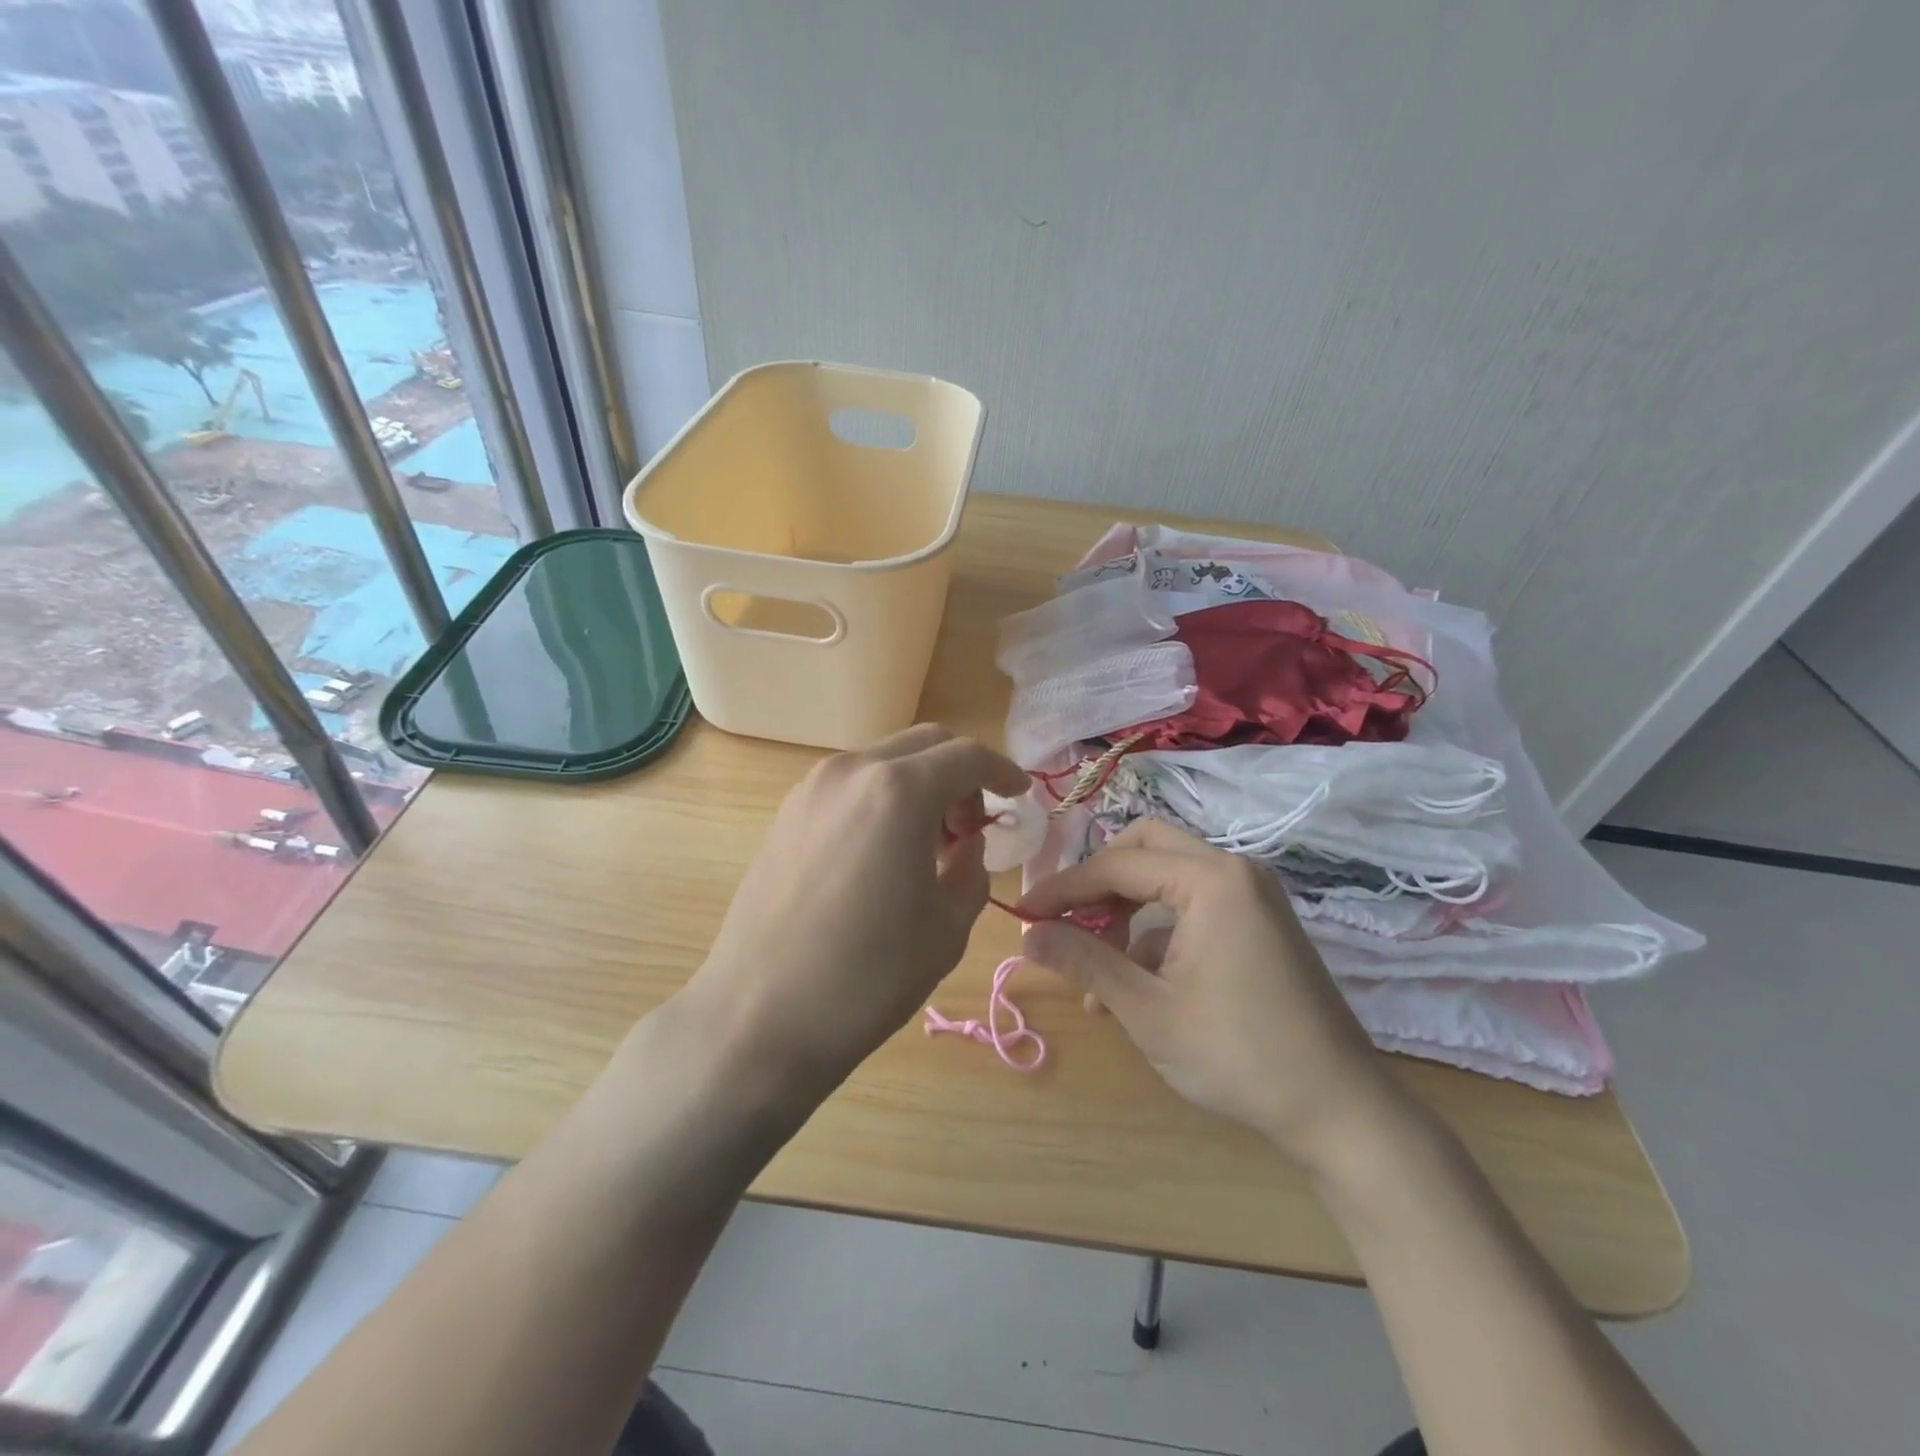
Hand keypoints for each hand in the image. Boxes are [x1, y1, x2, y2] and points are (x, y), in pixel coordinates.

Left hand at [674, 724, 1028, 1101]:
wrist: (759, 1017)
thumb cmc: (868, 976)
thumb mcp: (947, 927)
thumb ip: (971, 870)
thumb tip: (966, 845)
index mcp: (899, 791)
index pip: (967, 756)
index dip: (1002, 771)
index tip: (1019, 794)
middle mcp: (852, 771)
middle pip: (925, 745)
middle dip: (960, 775)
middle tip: (970, 829)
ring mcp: (811, 789)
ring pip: (884, 761)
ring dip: (919, 785)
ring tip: (926, 845)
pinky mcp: (786, 814)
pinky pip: (850, 785)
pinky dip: (881, 799)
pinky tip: (882, 852)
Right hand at [1016, 820, 1403, 1172]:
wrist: (1339, 1111)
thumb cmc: (1237, 1055)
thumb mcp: (1147, 1010)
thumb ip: (1084, 961)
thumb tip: (1028, 934)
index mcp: (1210, 880)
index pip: (1118, 865)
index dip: (1064, 887)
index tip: (1025, 913)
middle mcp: (1234, 871)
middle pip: (1145, 849)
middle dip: (1098, 883)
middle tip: (1064, 920)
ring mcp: (1252, 895)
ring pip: (1167, 878)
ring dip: (1125, 913)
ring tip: (1095, 975)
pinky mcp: (1259, 922)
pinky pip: (1193, 907)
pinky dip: (1157, 933)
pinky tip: (1135, 987)